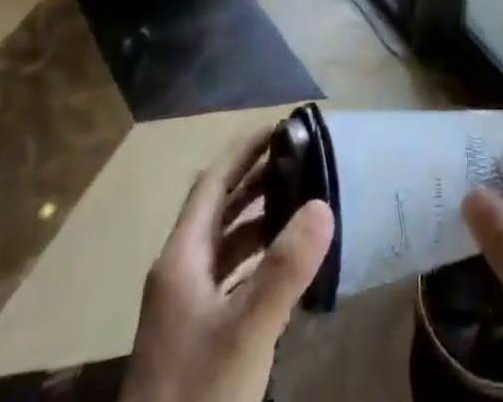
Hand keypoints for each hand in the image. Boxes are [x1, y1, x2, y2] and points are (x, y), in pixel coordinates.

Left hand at [121, 126, 334, 401]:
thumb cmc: (197, 393)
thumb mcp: (246, 331)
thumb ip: (284, 268)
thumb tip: (323, 202)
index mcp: (180, 258)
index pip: (211, 184)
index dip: (243, 151)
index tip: (280, 126)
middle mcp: (178, 274)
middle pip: (216, 210)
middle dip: (254, 180)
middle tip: (298, 159)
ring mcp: (183, 310)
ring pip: (222, 246)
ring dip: (255, 220)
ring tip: (297, 203)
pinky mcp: (194, 339)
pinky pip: (227, 278)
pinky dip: (254, 260)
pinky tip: (282, 268)